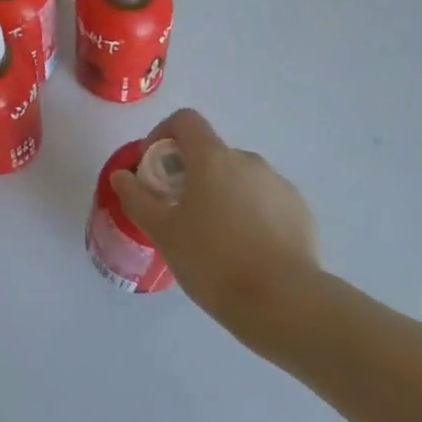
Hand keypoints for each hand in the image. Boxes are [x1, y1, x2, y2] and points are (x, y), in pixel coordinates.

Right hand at [110, 109, 320, 337]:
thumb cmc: (213, 261)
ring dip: (222, 194)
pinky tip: (247, 251)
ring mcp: (278, 183)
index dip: (163, 134)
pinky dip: (250, 213)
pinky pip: (265, 200)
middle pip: (211, 153)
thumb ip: (137, 198)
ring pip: (239, 178)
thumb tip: (121, 175)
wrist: (283, 301)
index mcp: (212, 158)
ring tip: (216, 239)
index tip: (155, 169)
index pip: (185, 120)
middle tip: (181, 214)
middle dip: (192, 174)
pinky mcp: (299, 209)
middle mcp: (247, 160)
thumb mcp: (163, 233)